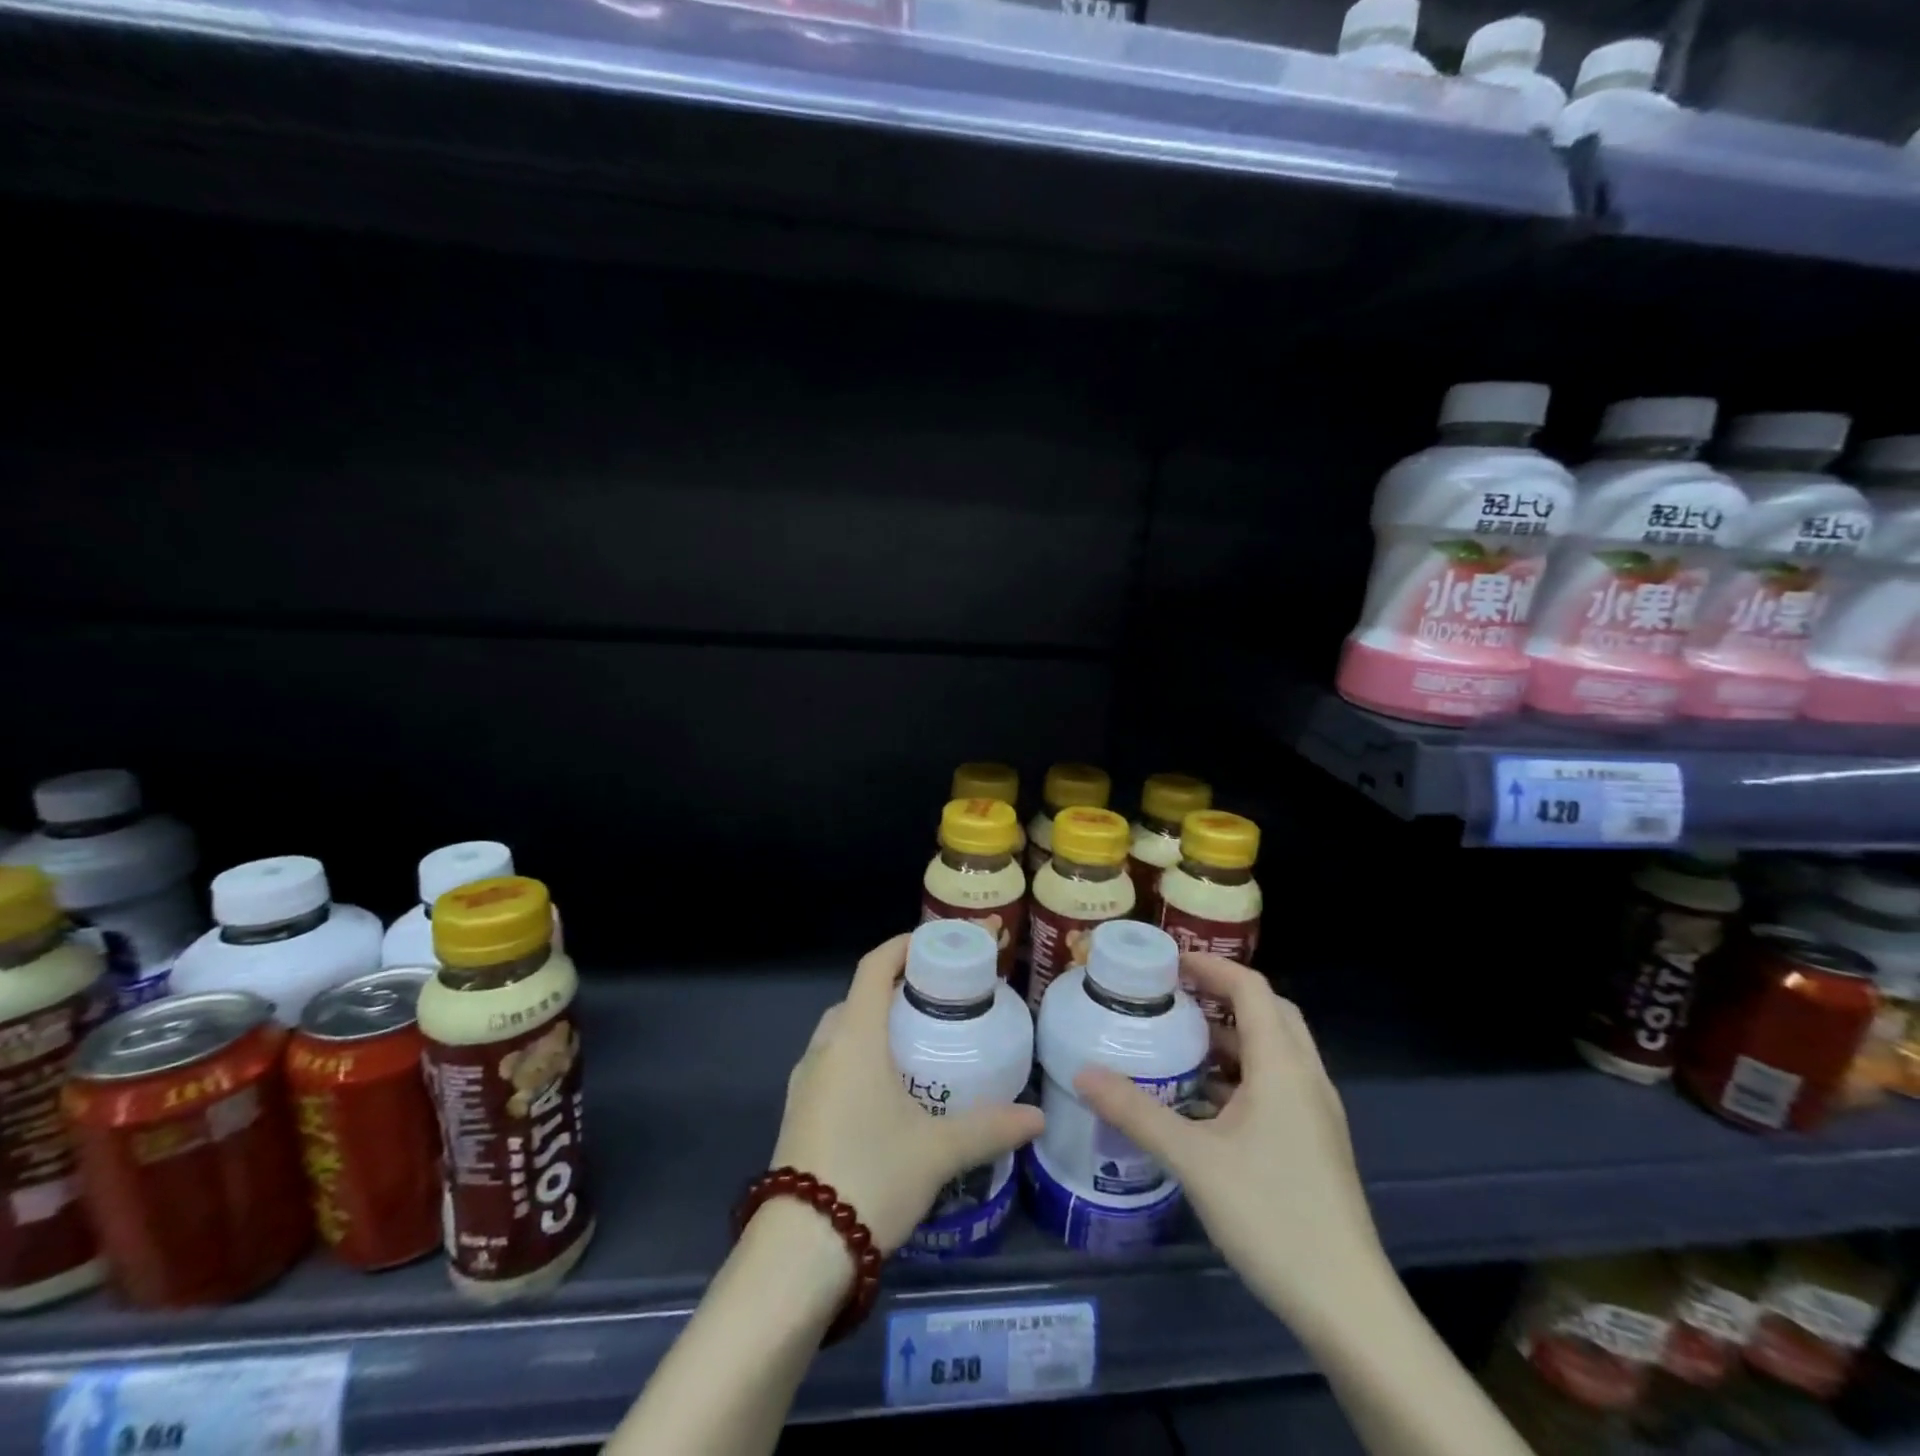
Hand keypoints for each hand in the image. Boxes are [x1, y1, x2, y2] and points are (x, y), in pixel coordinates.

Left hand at [768, 933, 1044, 1256]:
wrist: (797, 1252)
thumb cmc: (871, 1176)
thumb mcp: (938, 1151)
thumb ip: (990, 1127)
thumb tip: (1038, 1117)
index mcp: (854, 1039)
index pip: (872, 969)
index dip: (899, 948)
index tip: (931, 945)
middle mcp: (823, 1050)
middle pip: (856, 999)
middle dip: (892, 991)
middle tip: (934, 1003)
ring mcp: (804, 1083)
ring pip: (840, 1034)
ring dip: (872, 1027)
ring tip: (915, 1046)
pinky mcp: (797, 1114)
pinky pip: (830, 1065)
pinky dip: (857, 1059)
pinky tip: (886, 1094)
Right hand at [1074, 952, 1381, 1324]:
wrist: (1348, 1306)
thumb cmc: (1272, 1215)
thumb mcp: (1193, 1160)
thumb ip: (1136, 1112)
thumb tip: (1083, 1072)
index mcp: (1283, 1066)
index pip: (1250, 988)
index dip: (1210, 966)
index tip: (1166, 963)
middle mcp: (1306, 1078)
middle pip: (1268, 1011)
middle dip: (1221, 995)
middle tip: (1172, 997)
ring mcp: (1315, 1112)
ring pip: (1274, 1050)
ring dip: (1231, 1036)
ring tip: (1179, 1042)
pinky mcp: (1315, 1143)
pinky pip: (1277, 1083)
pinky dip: (1241, 1073)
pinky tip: (1203, 1102)